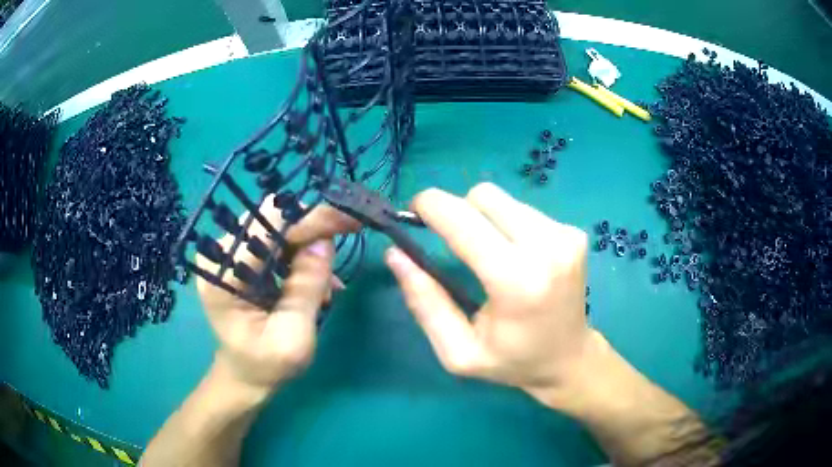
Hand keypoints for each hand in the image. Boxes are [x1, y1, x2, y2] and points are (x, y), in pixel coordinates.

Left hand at [196, 199, 358, 394]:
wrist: (246, 377)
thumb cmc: (266, 365)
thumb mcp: (293, 336)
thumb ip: (306, 288)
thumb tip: (325, 242)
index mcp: (223, 274)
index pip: (266, 227)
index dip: (309, 219)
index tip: (348, 218)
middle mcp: (222, 256)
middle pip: (272, 221)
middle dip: (313, 227)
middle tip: (350, 231)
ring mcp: (232, 256)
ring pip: (279, 229)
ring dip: (310, 246)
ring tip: (328, 284)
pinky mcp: (244, 260)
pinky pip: (279, 243)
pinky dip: (303, 257)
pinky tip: (318, 284)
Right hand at [385, 183, 594, 401]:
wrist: (570, 359)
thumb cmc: (512, 362)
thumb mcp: (458, 351)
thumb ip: (425, 302)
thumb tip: (396, 254)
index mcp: (516, 281)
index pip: (463, 219)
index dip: (430, 206)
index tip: (413, 213)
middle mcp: (547, 247)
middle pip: (483, 196)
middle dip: (457, 211)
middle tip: (452, 243)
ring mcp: (565, 236)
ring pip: (503, 200)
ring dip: (484, 219)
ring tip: (489, 256)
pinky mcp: (574, 233)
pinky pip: (524, 210)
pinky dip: (508, 225)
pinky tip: (516, 256)